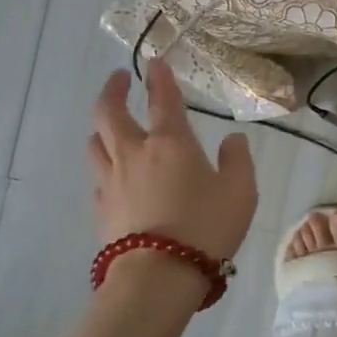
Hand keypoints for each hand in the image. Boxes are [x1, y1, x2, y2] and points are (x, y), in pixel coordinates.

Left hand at [88, 60, 256, 262]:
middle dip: (113, 91)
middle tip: (119, 79)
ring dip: (102, 128)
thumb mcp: (241, 191)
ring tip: (110, 125)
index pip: (163, 98)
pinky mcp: (101, 210)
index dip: (160, 77)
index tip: (156, 62)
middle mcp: (135, 153)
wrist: (158, 274)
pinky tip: (114, 175)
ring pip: (95, 143)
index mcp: (170, 143)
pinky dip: (104, 167)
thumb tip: (232, 139)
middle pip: (109, 113)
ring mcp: (112, 182)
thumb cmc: (206, 226)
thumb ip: (237, 159)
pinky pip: (97, 178)